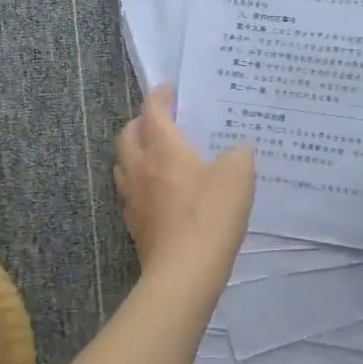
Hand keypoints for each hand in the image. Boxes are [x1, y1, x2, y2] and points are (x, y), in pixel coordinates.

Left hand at [113, 87, 255, 287]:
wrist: (184, 273)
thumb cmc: (210, 214)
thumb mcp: (238, 176)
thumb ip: (239, 155)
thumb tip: (239, 148)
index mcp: (163, 146)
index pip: (153, 110)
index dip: (160, 96)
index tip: (171, 90)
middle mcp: (141, 166)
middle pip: (128, 134)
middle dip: (141, 122)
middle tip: (161, 122)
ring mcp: (133, 197)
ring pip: (123, 163)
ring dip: (135, 152)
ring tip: (155, 154)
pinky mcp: (134, 224)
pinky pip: (129, 192)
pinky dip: (139, 183)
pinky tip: (157, 192)